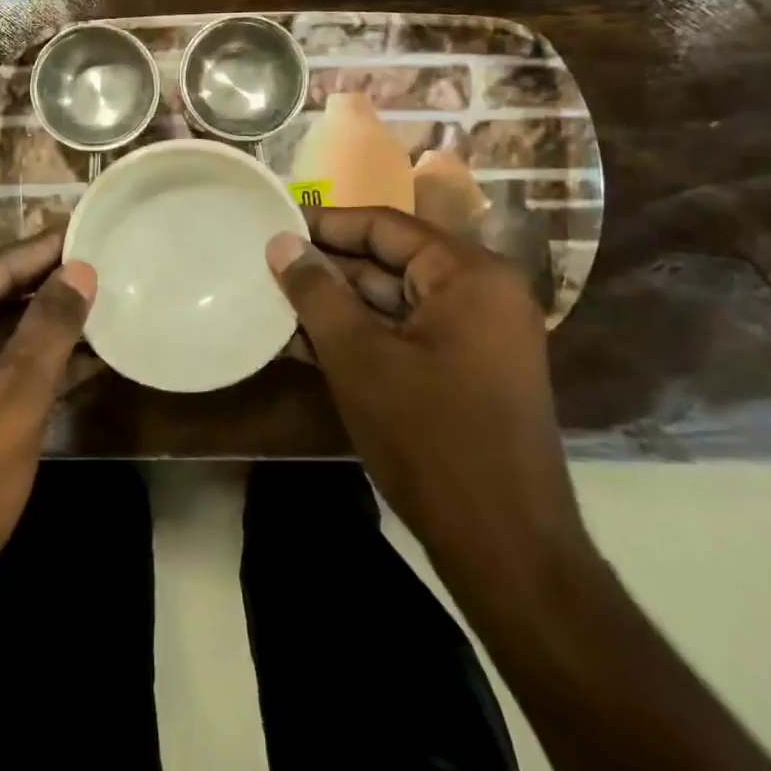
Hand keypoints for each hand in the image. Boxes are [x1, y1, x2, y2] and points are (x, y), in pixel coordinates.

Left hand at [0, 231, 95, 629]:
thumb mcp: (13, 397)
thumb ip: (49, 326)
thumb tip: (81, 270)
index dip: (42, 251)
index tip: (89, 228)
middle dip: (47, 290)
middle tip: (106, 265)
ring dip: (44, 330)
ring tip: (107, 306)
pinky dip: (29, 366)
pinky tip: (87, 358)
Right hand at [266, 208, 587, 610]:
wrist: (504, 546)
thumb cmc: (429, 437)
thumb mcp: (359, 357)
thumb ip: (316, 292)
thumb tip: (280, 242)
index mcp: (470, 273)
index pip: (385, 226)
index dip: (325, 224)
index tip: (274, 225)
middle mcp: (482, 292)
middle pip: (390, 262)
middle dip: (327, 270)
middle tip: (266, 267)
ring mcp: (478, 335)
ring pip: (393, 302)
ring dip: (337, 307)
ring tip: (273, 304)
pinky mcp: (467, 371)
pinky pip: (405, 335)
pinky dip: (361, 337)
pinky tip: (304, 344)